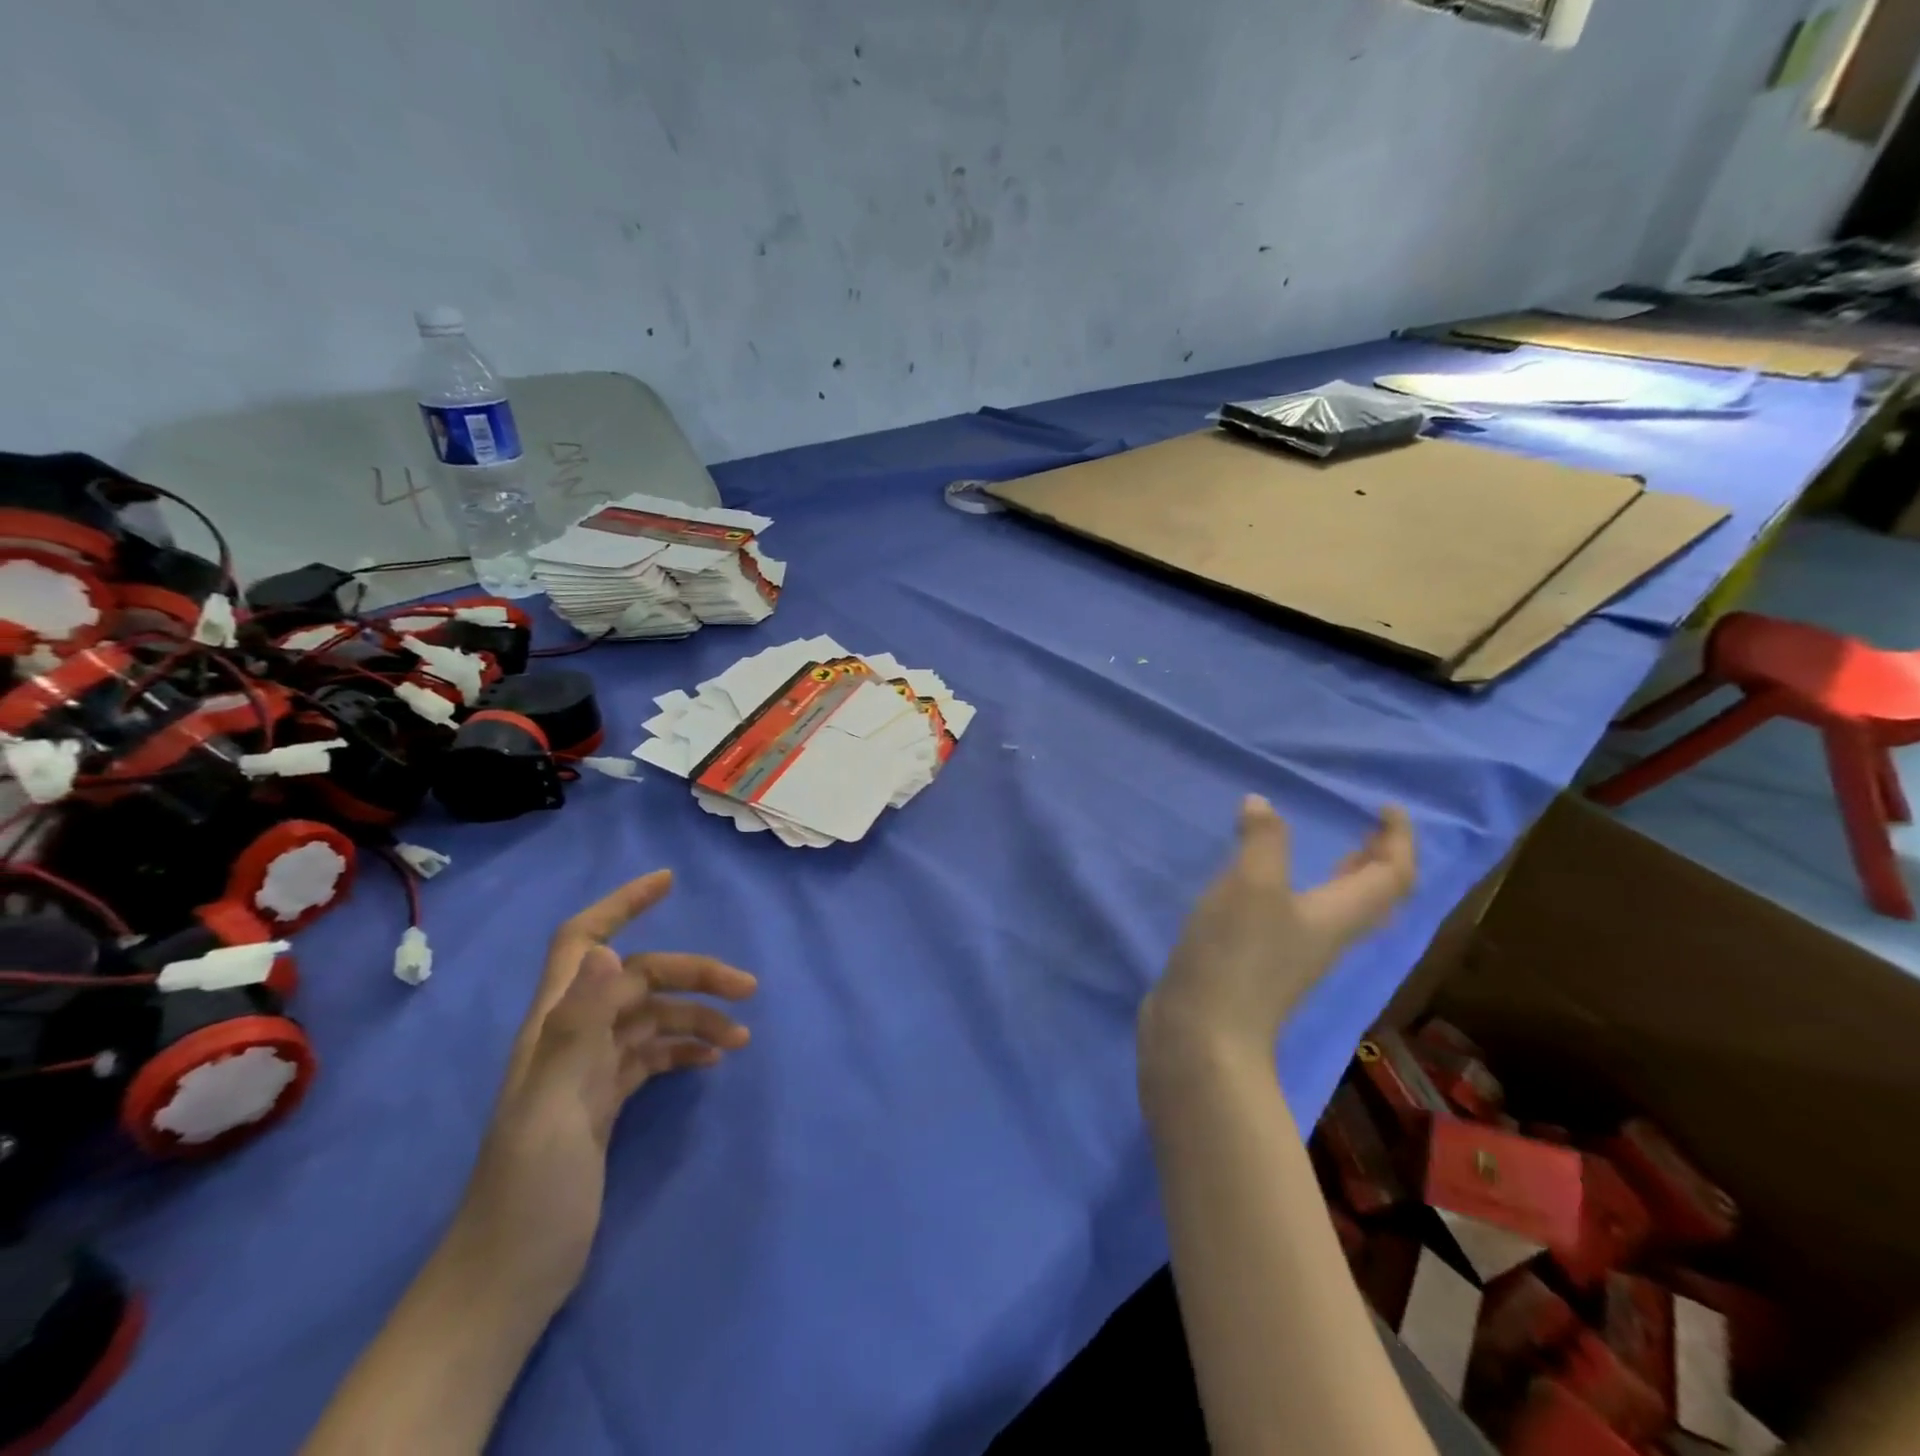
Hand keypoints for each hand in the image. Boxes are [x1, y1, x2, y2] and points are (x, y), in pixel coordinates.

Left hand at [448, 870, 756, 1316]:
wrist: (509, 1279)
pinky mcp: (606, 1102)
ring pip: (653, 1018)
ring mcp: (591, 1070)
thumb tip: (612, 954)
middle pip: (640, 979)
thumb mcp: (551, 1107)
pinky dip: (686, 1049)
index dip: (622, 904)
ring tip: (742, 1037)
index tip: (669, 882)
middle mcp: (573, 1036)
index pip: (584, 942)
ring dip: (698, 1017)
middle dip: (693, 974)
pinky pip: (654, 1056)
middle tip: (747, 989)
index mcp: (554, 1025)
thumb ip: (576, 1028)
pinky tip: (713, 1061)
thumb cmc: (528, 1191)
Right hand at [1141, 797, 1414, 1073]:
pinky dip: (1299, 894)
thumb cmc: (1238, 954)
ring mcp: (1293, 955)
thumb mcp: (1251, 885)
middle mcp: (1325, 936)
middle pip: (1372, 899)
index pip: (1392, 876)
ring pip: (1337, 912)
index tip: (1386, 807)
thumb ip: (1262, 840)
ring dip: (1344, 879)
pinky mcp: (1260, 966)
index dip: (1398, 840)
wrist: (1203, 1034)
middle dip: (1378, 862)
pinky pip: (1298, 921)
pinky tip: (1265, 887)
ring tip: (1331, 852)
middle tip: (1369, 830)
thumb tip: (1262, 805)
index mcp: (1338, 915)